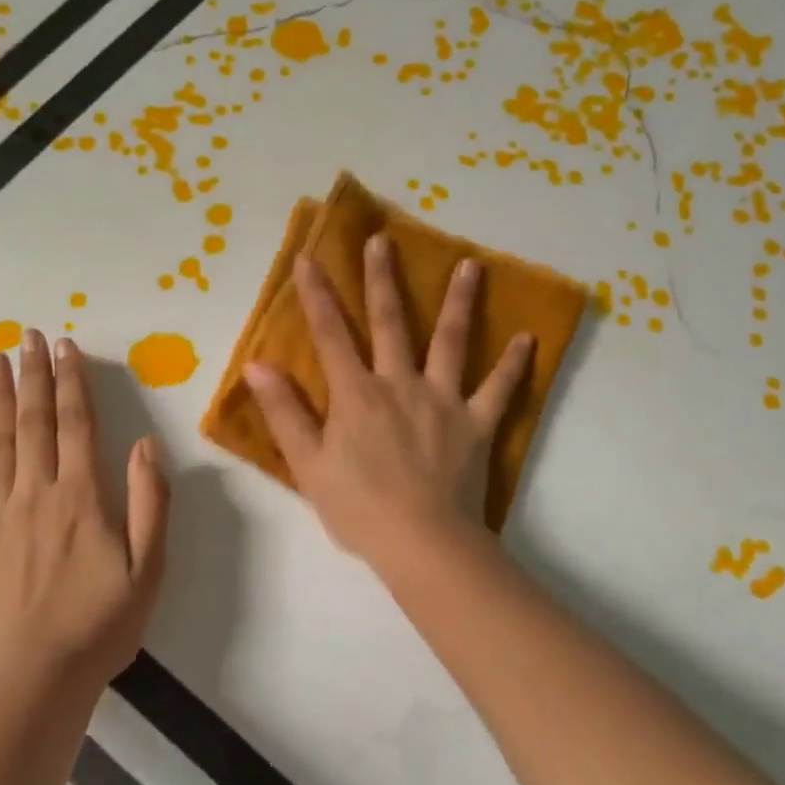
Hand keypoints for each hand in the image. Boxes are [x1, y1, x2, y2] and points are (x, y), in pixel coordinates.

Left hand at [0, 330, 169, 702]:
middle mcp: (35, 495)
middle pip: (33, 423)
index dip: (71, 382)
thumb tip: (144, 443)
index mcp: (80, 497)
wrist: (34, 684)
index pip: (75, 424)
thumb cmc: (100, 625)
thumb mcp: (149, 568)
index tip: (64, 346)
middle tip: (25, 334)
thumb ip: (149, 501)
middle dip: (32, 375)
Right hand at [242, 235, 531, 572]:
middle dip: (382, 278)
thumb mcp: (308, 464)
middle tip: (383, 239)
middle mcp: (400, 383)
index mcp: (357, 394)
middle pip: (390, 321)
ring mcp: (443, 400)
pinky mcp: (477, 424)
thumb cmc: (359, 508)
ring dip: (459, 301)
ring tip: (471, 265)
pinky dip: (513, 365)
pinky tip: (528, 339)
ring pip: (451, 341)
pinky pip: (499, 389)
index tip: (307, 258)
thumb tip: (257, 365)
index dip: (316, 295)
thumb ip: (284, 412)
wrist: (423, 544)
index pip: (330, 334)